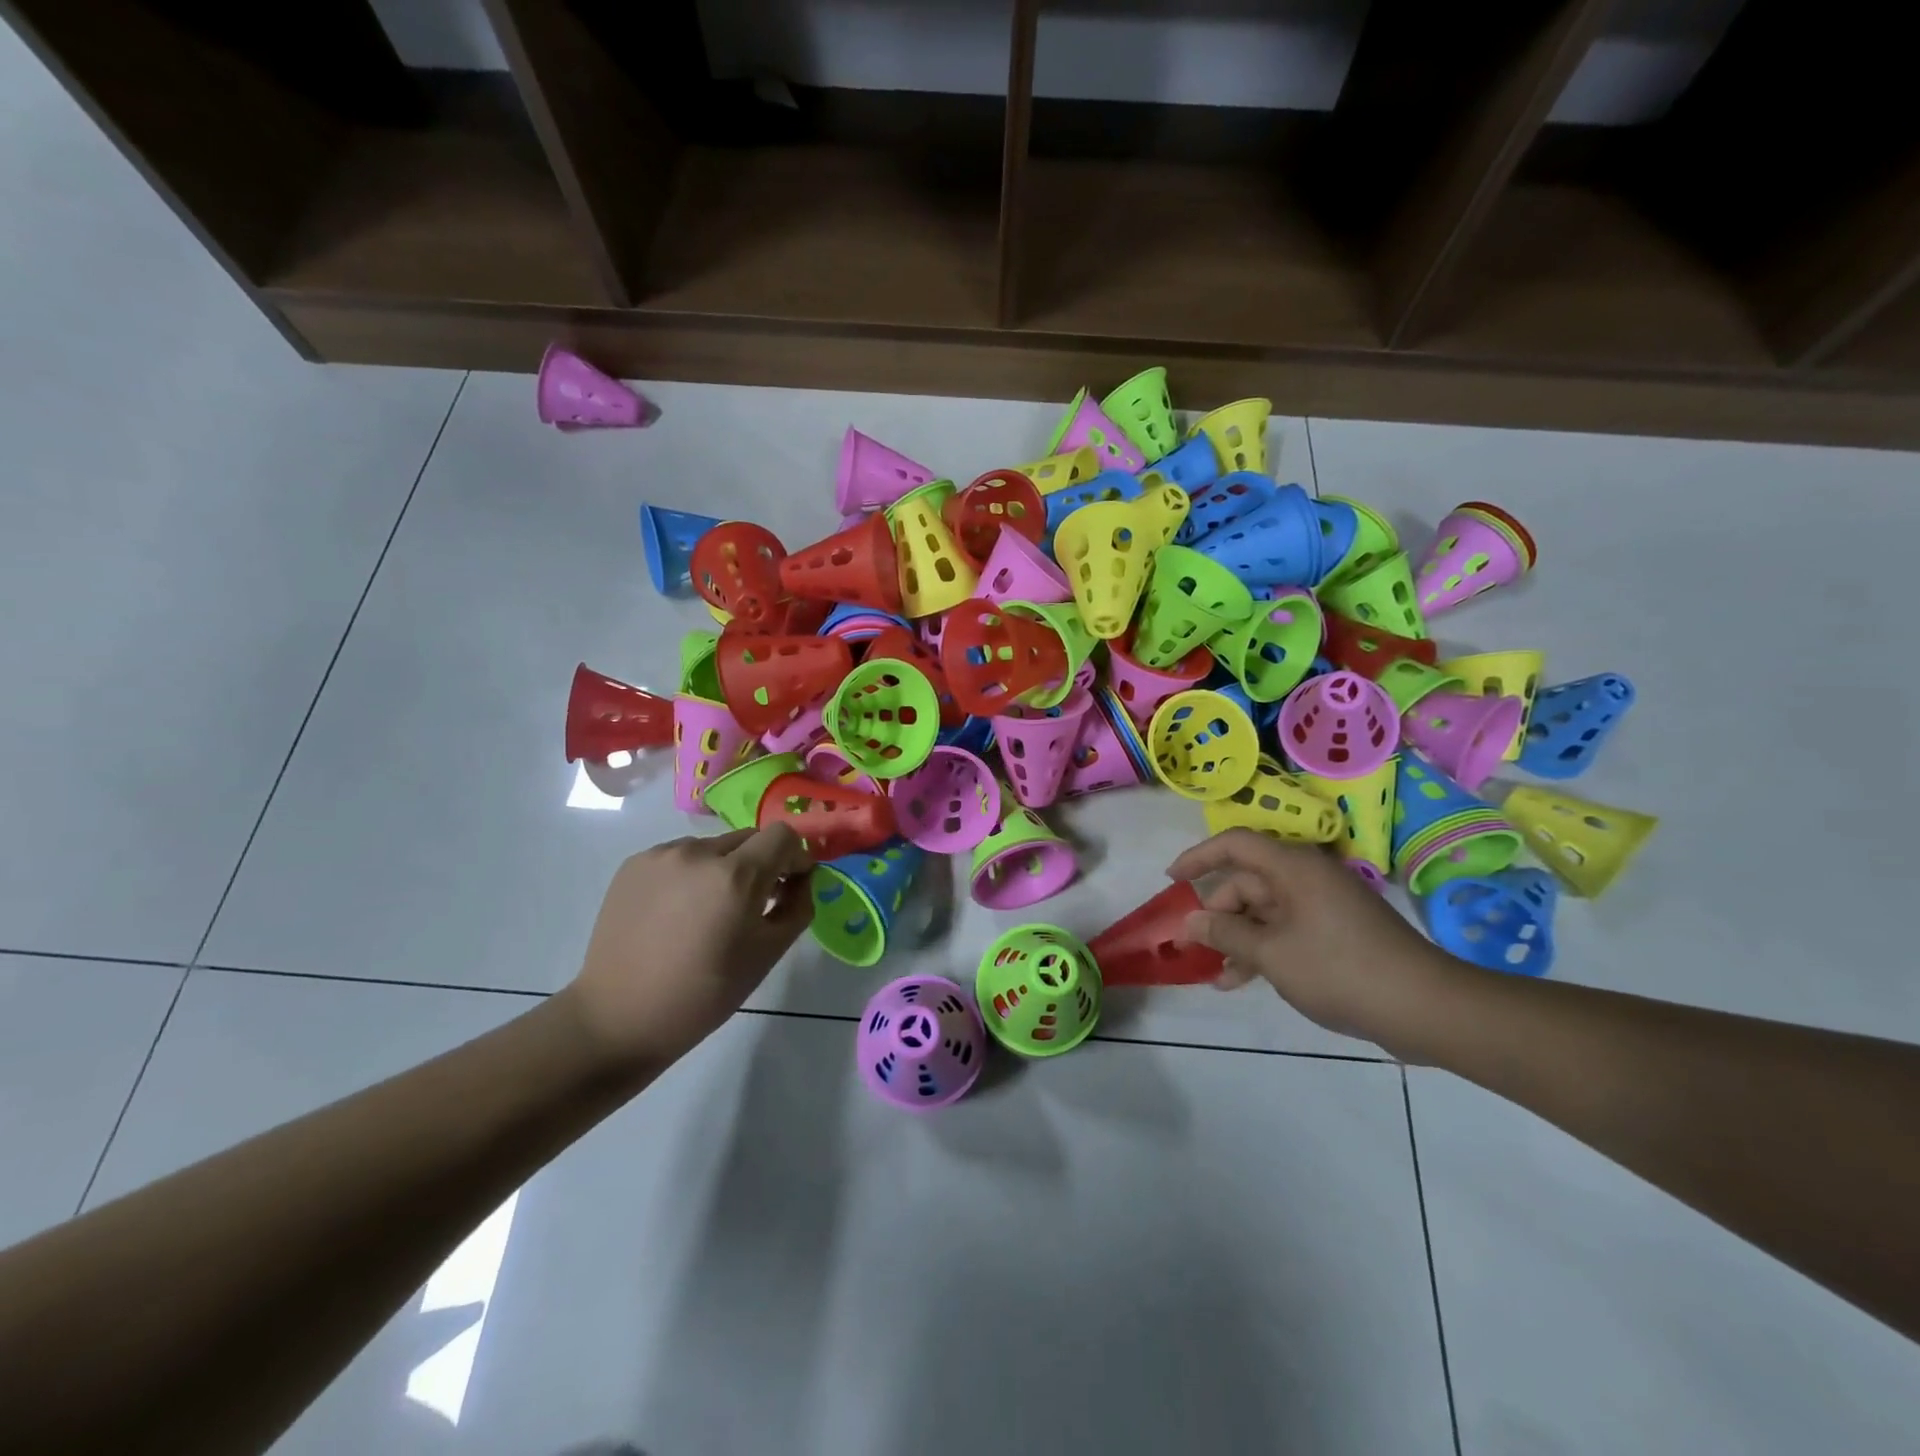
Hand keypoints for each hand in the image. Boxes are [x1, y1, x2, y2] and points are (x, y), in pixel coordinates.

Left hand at [562, 825, 814, 1069]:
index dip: (795, 856)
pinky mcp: (633, 864)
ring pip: (712, 847)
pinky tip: (676, 913)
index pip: (783, 835)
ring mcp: (661, 855)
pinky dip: (690, 874)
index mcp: (736, 876)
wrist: (619, 1017)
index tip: (789, 885)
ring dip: (723, 868)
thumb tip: (801, 880)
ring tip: (708, 912)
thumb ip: (797, 907)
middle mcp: (698, 852)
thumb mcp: (768, 954)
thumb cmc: (704, 994)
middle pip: (748, 838)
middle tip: (751, 904)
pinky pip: (679, 856)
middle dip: (760, 863)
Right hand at [1167, 829, 1454, 1047]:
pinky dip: (1263, 949)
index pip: (1234, 844)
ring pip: (1265, 911)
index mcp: (1293, 867)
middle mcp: (1307, 878)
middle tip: (1191, 945)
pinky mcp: (1337, 933)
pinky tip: (1242, 980)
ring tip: (1214, 974)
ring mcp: (1324, 906)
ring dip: (1237, 938)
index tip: (1171, 881)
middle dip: (1216, 912)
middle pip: (1247, 882)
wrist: (1426, 1008)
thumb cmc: (1340, 969)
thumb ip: (1226, 933)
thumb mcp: (1272, 954)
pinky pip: (1286, 930)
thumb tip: (1191, 921)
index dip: (1198, 858)